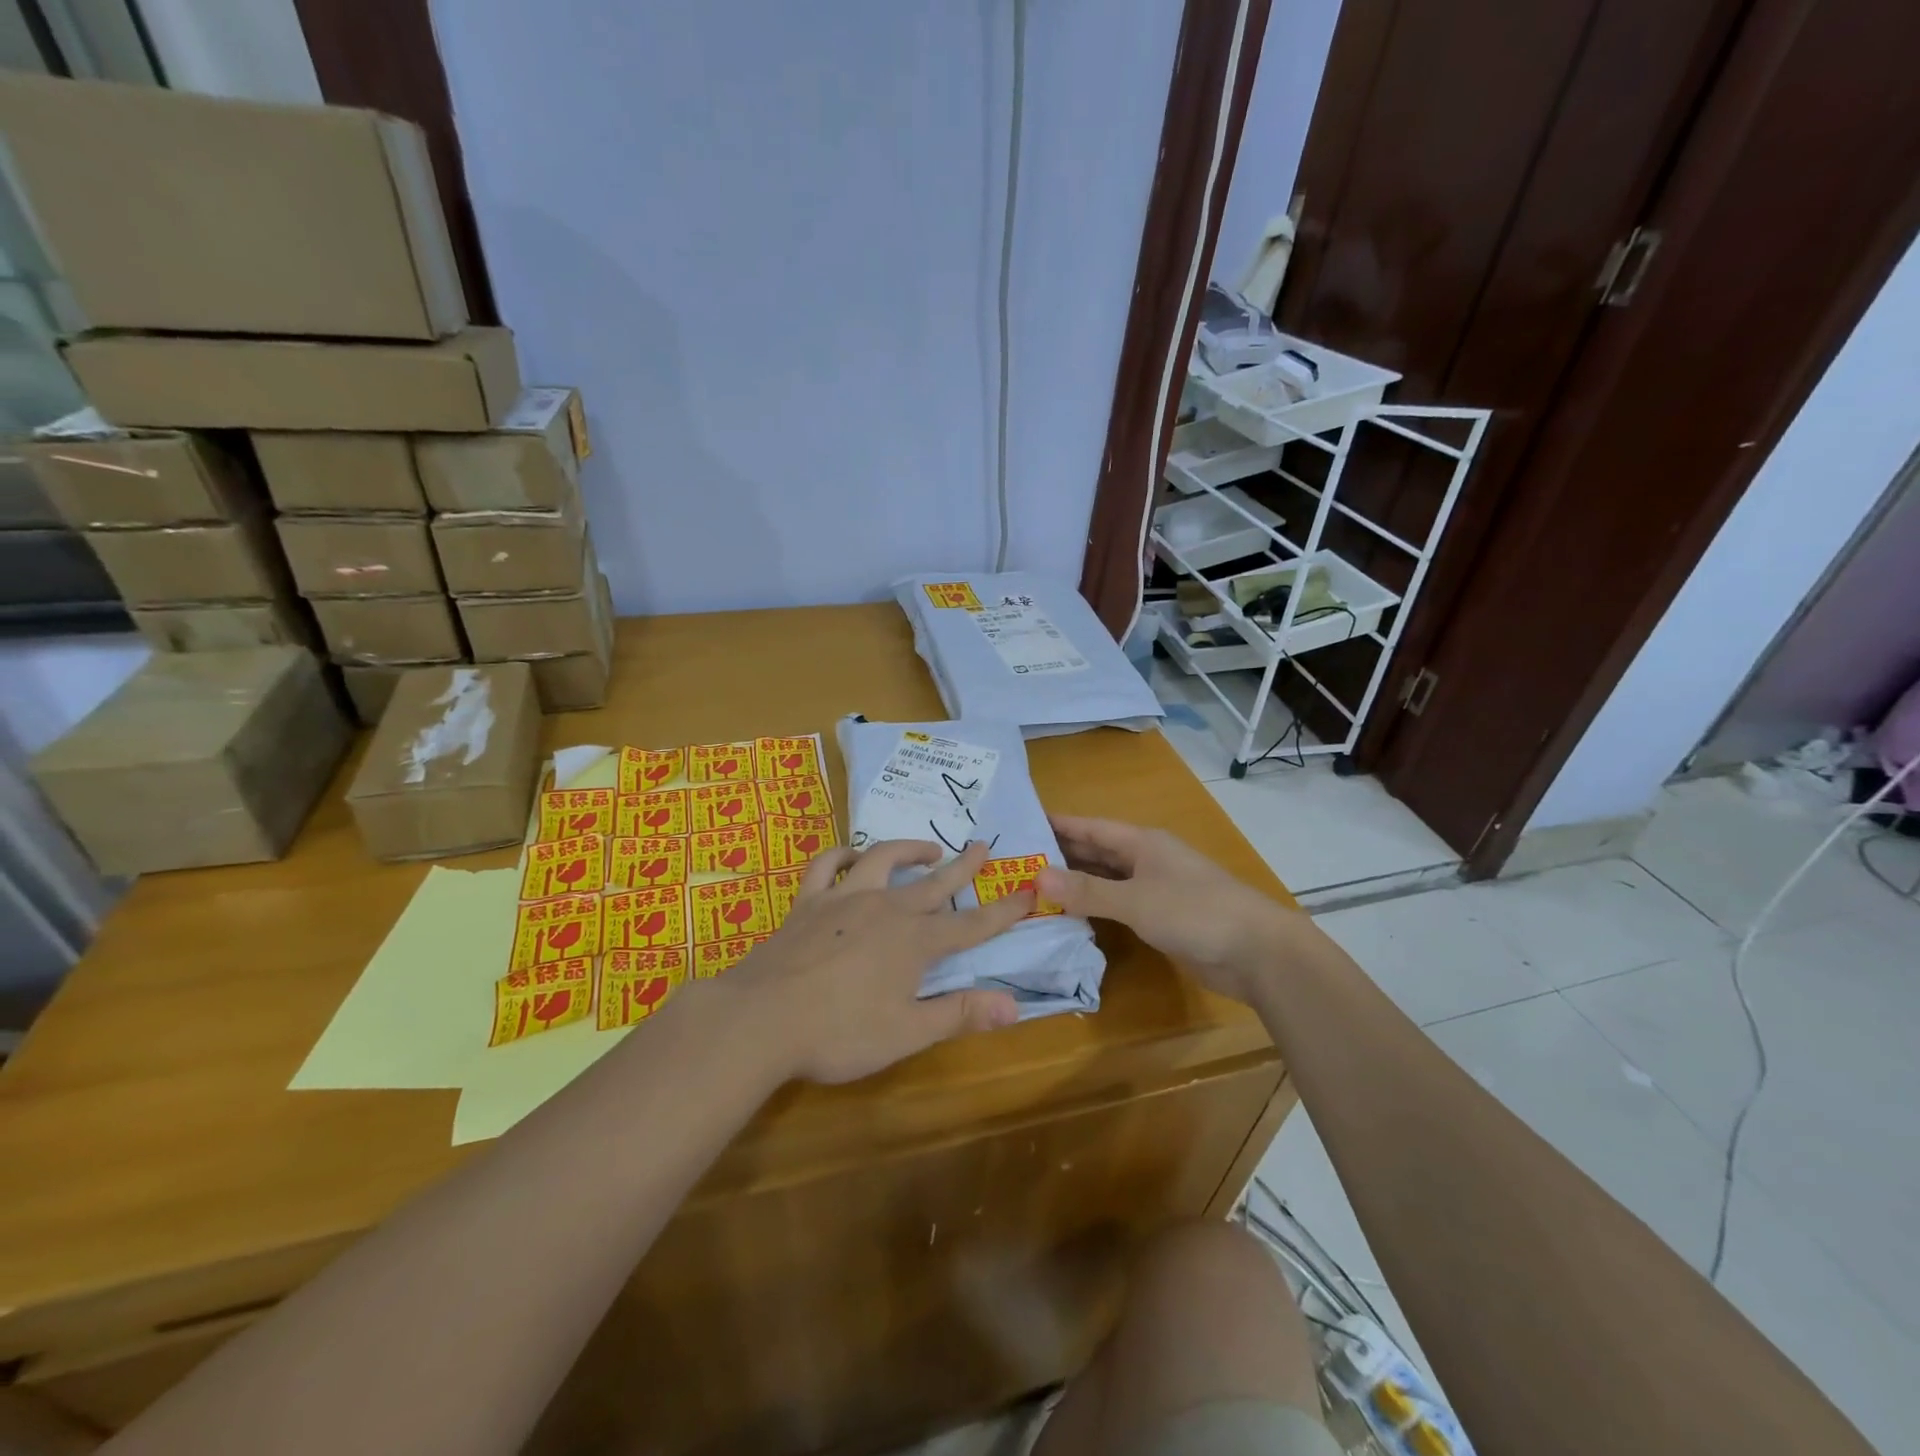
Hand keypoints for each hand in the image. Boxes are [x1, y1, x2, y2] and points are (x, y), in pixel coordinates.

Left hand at [727, 839, 1031, 1083]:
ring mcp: (844, 898)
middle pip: (934, 882)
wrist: (762, 1019)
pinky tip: (852, 856)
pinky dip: (843, 854)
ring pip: (883, 859)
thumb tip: (1014, 1005)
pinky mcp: (808, 901)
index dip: (1003, 910)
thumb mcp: (907, 1033)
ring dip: (909, 849)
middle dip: (963, 866)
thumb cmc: (839, 1033)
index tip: (1028, 892)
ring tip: (927, 848)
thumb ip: (959, 1014)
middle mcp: (885, 908)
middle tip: (982, 847)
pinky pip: (827, 865)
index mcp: (915, 942)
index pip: (972, 924)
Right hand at [1037, 814, 1293, 1002]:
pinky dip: (1094, 907)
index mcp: (1142, 843)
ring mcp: (1156, 889)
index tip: (1021, 822)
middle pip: (1096, 851)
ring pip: (1106, 879)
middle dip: (1060, 854)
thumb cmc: (1195, 913)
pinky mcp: (1162, 918)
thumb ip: (1087, 891)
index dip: (1058, 824)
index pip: (1090, 827)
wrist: (1257, 952)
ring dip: (1075, 883)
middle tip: (1016, 860)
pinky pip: (1118, 905)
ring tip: (1032, 887)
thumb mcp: (1136, 900)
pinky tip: (1070, 916)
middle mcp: (1146, 860)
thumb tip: (1036, 877)